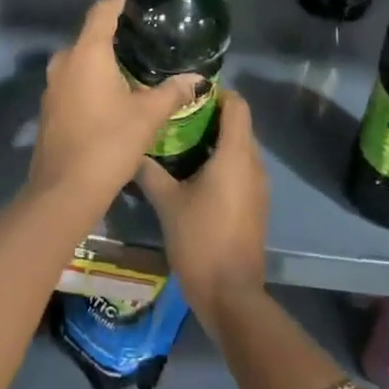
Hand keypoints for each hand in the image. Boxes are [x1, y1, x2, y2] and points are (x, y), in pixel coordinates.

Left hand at [29, 0, 200, 214]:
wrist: (64, 190)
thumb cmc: (109, 142)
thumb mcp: (148, 116)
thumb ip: (172, 92)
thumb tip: (197, 78)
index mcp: (87, 52)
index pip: (102, 11)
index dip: (120, 3)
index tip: (139, 7)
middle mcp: (64, 61)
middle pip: (90, 35)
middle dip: (114, 36)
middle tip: (145, 43)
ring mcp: (52, 85)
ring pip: (79, 60)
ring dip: (102, 61)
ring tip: (132, 69)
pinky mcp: (49, 107)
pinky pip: (72, 81)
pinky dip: (90, 81)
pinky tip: (112, 96)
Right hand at [137, 93, 268, 317]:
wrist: (230, 296)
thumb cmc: (200, 240)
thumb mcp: (167, 203)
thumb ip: (149, 171)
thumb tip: (129, 150)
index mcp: (236, 155)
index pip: (237, 105)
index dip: (216, 93)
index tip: (187, 93)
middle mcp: (253, 164)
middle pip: (238, 125)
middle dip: (209, 116)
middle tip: (174, 116)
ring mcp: (258, 187)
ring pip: (239, 149)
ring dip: (214, 141)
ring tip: (178, 142)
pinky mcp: (255, 206)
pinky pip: (240, 170)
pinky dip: (221, 163)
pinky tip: (193, 174)